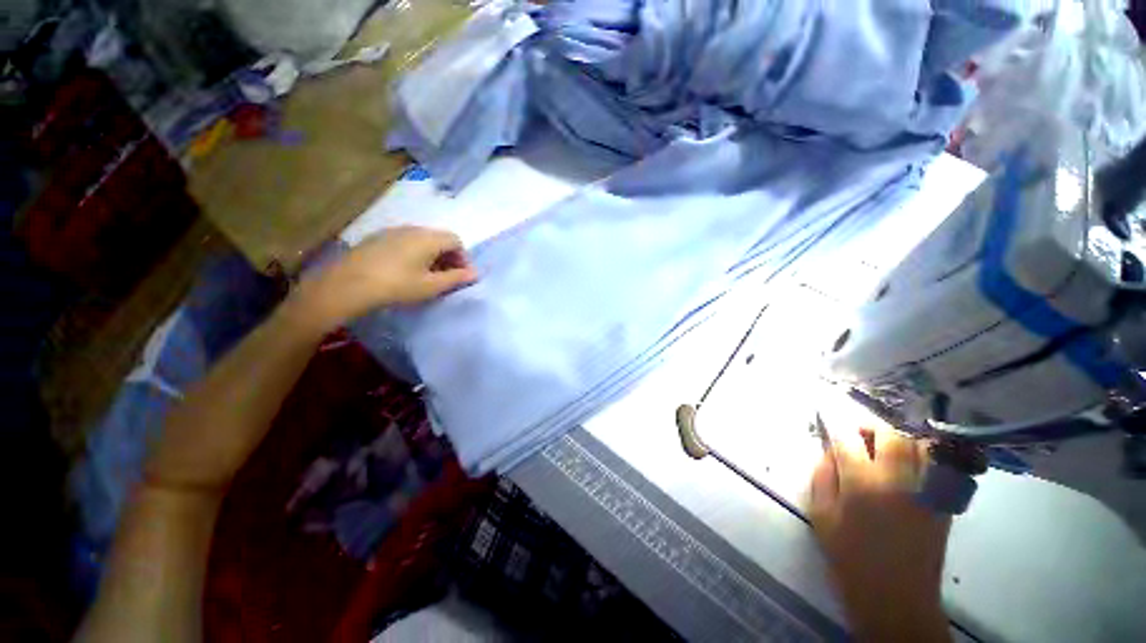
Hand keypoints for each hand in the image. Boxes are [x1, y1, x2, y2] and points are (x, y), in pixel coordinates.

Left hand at [296, 226, 477, 328]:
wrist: (348, 284)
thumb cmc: (397, 285)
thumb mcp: (431, 286)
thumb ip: (456, 278)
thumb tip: (476, 274)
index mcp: (428, 238)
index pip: (456, 241)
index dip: (463, 258)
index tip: (461, 277)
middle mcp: (413, 229)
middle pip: (440, 238)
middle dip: (449, 257)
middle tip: (447, 278)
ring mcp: (393, 232)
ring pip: (422, 240)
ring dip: (432, 256)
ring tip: (428, 277)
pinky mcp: (378, 238)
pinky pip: (406, 242)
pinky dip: (415, 254)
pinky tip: (407, 271)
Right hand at [809, 425, 951, 641]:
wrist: (896, 598)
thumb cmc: (849, 557)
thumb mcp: (821, 516)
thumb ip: (822, 476)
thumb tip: (829, 450)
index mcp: (861, 484)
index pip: (847, 438)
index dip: (833, 421)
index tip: (825, 413)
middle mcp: (897, 479)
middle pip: (889, 433)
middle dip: (870, 425)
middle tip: (857, 433)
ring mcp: (925, 489)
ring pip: (919, 444)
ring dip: (898, 437)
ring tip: (883, 445)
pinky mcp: (942, 501)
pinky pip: (936, 464)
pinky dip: (920, 453)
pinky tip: (906, 461)